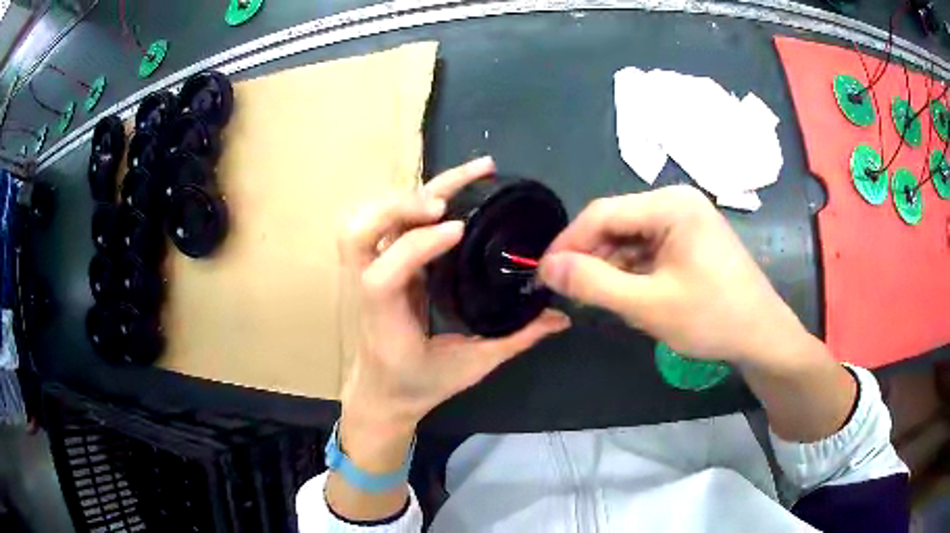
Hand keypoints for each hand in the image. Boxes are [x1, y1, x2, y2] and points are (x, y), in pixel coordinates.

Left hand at [338, 156, 570, 454]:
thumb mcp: (470, 366)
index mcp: (384, 318)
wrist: (381, 392)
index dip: (418, 245)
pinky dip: (406, 201)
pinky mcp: (377, 262)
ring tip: (453, 183)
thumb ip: (515, 339)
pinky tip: (441, 195)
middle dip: (400, 205)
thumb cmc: (419, 384)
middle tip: (447, 201)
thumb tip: (560, 317)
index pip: (385, 275)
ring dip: (402, 196)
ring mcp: (366, 271)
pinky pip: (382, 222)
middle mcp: (365, 287)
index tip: (459, 228)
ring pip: (363, 220)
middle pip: (358, 232)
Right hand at [538, 185, 806, 365]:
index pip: (603, 213)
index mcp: (671, 205)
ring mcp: (687, 220)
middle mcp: (678, 202)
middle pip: (618, 224)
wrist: (762, 336)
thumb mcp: (648, 305)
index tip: (544, 274)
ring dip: (613, 268)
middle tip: (571, 293)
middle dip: (592, 258)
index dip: (568, 243)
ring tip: (602, 300)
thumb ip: (594, 283)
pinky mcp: (691, 239)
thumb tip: (547, 268)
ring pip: (632, 238)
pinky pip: (650, 249)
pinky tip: (631, 296)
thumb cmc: (712, 318)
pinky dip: (634, 271)